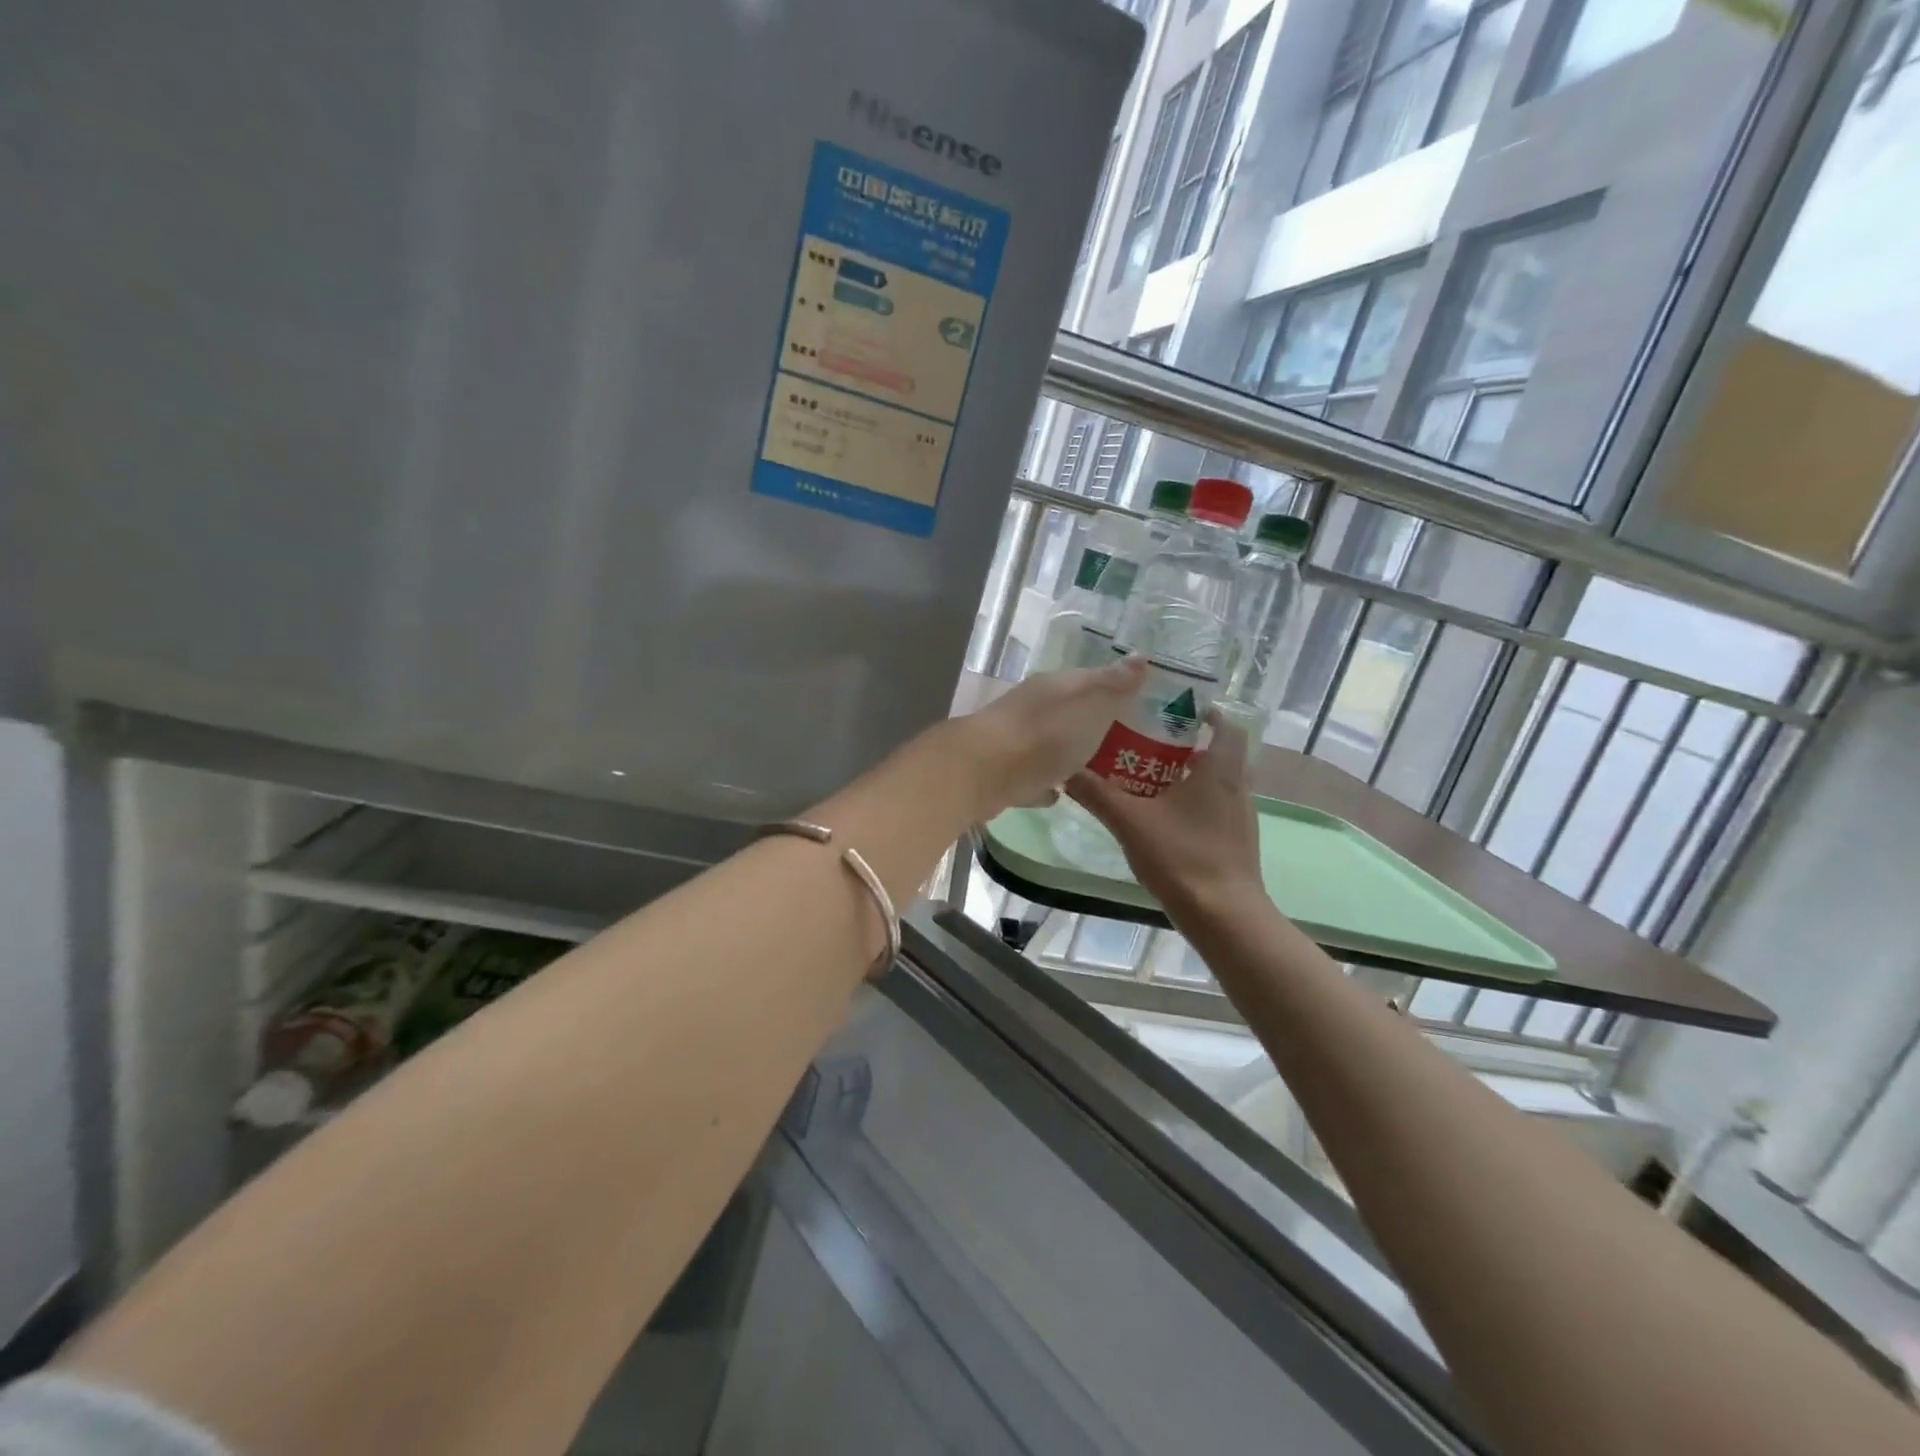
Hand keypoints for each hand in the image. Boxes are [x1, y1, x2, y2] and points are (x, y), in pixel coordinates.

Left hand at [955, 656, 1148, 816]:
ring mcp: (1015, 741)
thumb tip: (1142, 657)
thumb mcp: (1091, 705)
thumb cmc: (1046, 734)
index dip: (1115, 687)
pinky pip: (1032, 776)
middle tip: (1125, 738)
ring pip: (1049, 743)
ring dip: (1068, 752)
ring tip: (1098, 766)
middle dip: (1092, 721)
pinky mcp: (1003, 774)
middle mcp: (1032, 707)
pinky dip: (1046, 781)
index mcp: (1055, 687)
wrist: (984, 771)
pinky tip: (1059, 793)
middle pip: (1069, 711)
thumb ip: (1115, 685)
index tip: (1140, 701)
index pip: (1091, 679)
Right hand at [1066, 710, 1263, 915]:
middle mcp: (1237, 787)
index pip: (1226, 725)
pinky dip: (1191, 803)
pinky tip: (1161, 819)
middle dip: (1185, 745)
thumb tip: (1065, 771)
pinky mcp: (1235, 842)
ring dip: (1187, 776)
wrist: (1225, 916)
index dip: (1205, 713)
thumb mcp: (1130, 821)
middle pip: (1217, 752)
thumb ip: (1096, 793)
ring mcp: (1240, 817)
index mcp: (1220, 770)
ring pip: (1215, 782)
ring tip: (1147, 779)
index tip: (1173, 710)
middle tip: (1146, 742)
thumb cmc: (1182, 856)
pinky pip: (1214, 808)